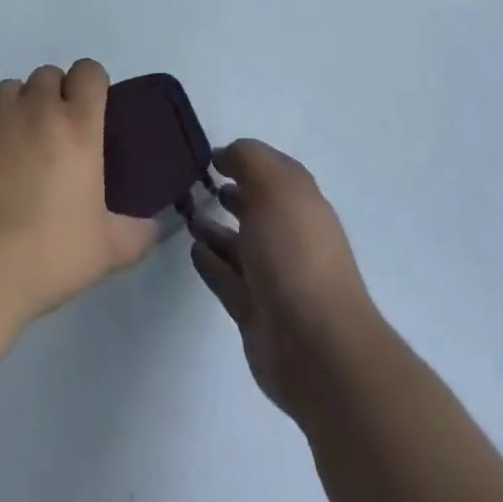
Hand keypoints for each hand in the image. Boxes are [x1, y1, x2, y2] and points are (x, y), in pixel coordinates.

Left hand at [0, 59, 157, 329]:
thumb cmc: (46, 256)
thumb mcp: (107, 251)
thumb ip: (138, 232)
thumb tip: (154, 225)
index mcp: (76, 124)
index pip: (89, 71)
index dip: (92, 86)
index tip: (91, 114)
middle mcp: (34, 108)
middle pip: (48, 75)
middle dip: (54, 97)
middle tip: (54, 138)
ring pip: (9, 91)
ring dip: (17, 109)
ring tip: (15, 150)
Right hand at [189, 139, 381, 418]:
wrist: (316, 346)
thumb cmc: (295, 252)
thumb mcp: (273, 186)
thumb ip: (247, 159)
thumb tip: (225, 155)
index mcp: (300, 200)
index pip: (271, 169)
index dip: (243, 158)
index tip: (208, 156)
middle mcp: (289, 233)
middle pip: (255, 206)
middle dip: (228, 192)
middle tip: (192, 184)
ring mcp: (272, 275)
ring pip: (238, 242)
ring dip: (214, 227)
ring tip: (187, 214)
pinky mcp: (254, 310)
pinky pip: (227, 277)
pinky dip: (211, 262)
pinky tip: (193, 249)